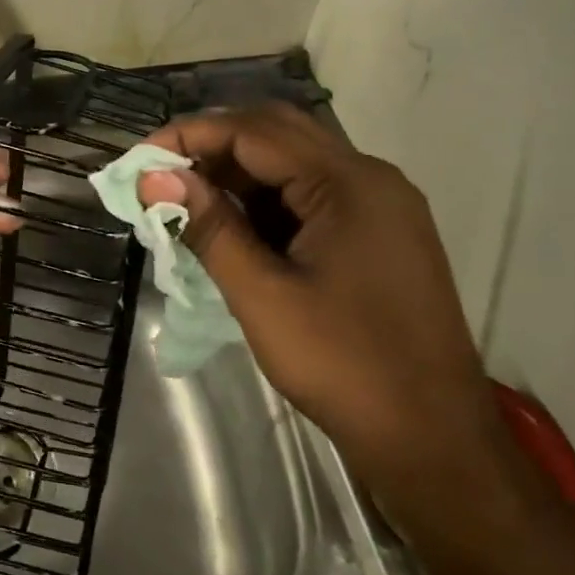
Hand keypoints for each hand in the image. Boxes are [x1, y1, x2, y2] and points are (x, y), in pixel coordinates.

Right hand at [136, 103, 506, 533]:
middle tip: (160, 176)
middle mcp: (370, 179)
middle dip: (212, 147)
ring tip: (184, 201)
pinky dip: (264, 200)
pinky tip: (230, 224)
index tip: (139, 160)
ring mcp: (379, 206)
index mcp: (350, 183)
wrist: (435, 443)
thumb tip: (154, 176)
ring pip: (293, 163)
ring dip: (236, 173)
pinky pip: (310, 195)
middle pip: (277, 134)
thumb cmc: (345, 366)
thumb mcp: (262, 295)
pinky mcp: (377, 234)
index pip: (254, 131)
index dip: (190, 135)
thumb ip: (208, 226)